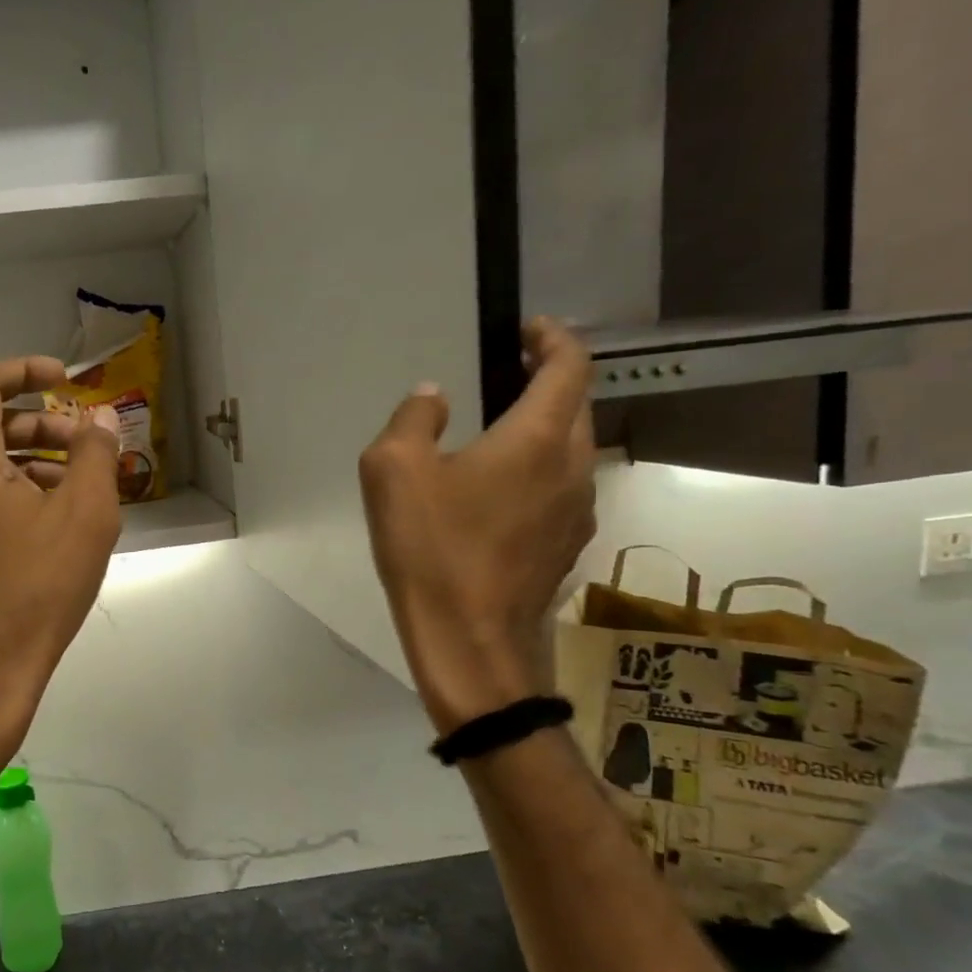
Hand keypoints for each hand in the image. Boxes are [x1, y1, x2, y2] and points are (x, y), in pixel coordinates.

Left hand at [0, 357, 121, 757]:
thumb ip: (95, 454)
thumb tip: (100, 420)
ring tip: (72, 491)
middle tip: (83, 448)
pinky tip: (42, 527)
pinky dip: (4, 495)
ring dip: (25, 463)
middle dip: (38, 426)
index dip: (25, 370)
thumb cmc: (37, 589)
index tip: (63, 380)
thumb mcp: (86, 515)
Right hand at [358, 319, 597, 734]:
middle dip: (549, 380)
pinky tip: (497, 492)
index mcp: (538, 439)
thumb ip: (413, 419)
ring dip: (545, 428)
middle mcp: (573, 467)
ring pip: (573, 450)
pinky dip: (540, 471)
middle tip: (505, 374)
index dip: (553, 339)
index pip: (570, 367)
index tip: (527, 330)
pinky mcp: (567, 546)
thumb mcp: (393, 470)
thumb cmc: (431, 549)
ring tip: (499, 431)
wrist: (469, 641)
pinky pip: (562, 489)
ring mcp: (578, 511)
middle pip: (577, 406)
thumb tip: (433, 397)